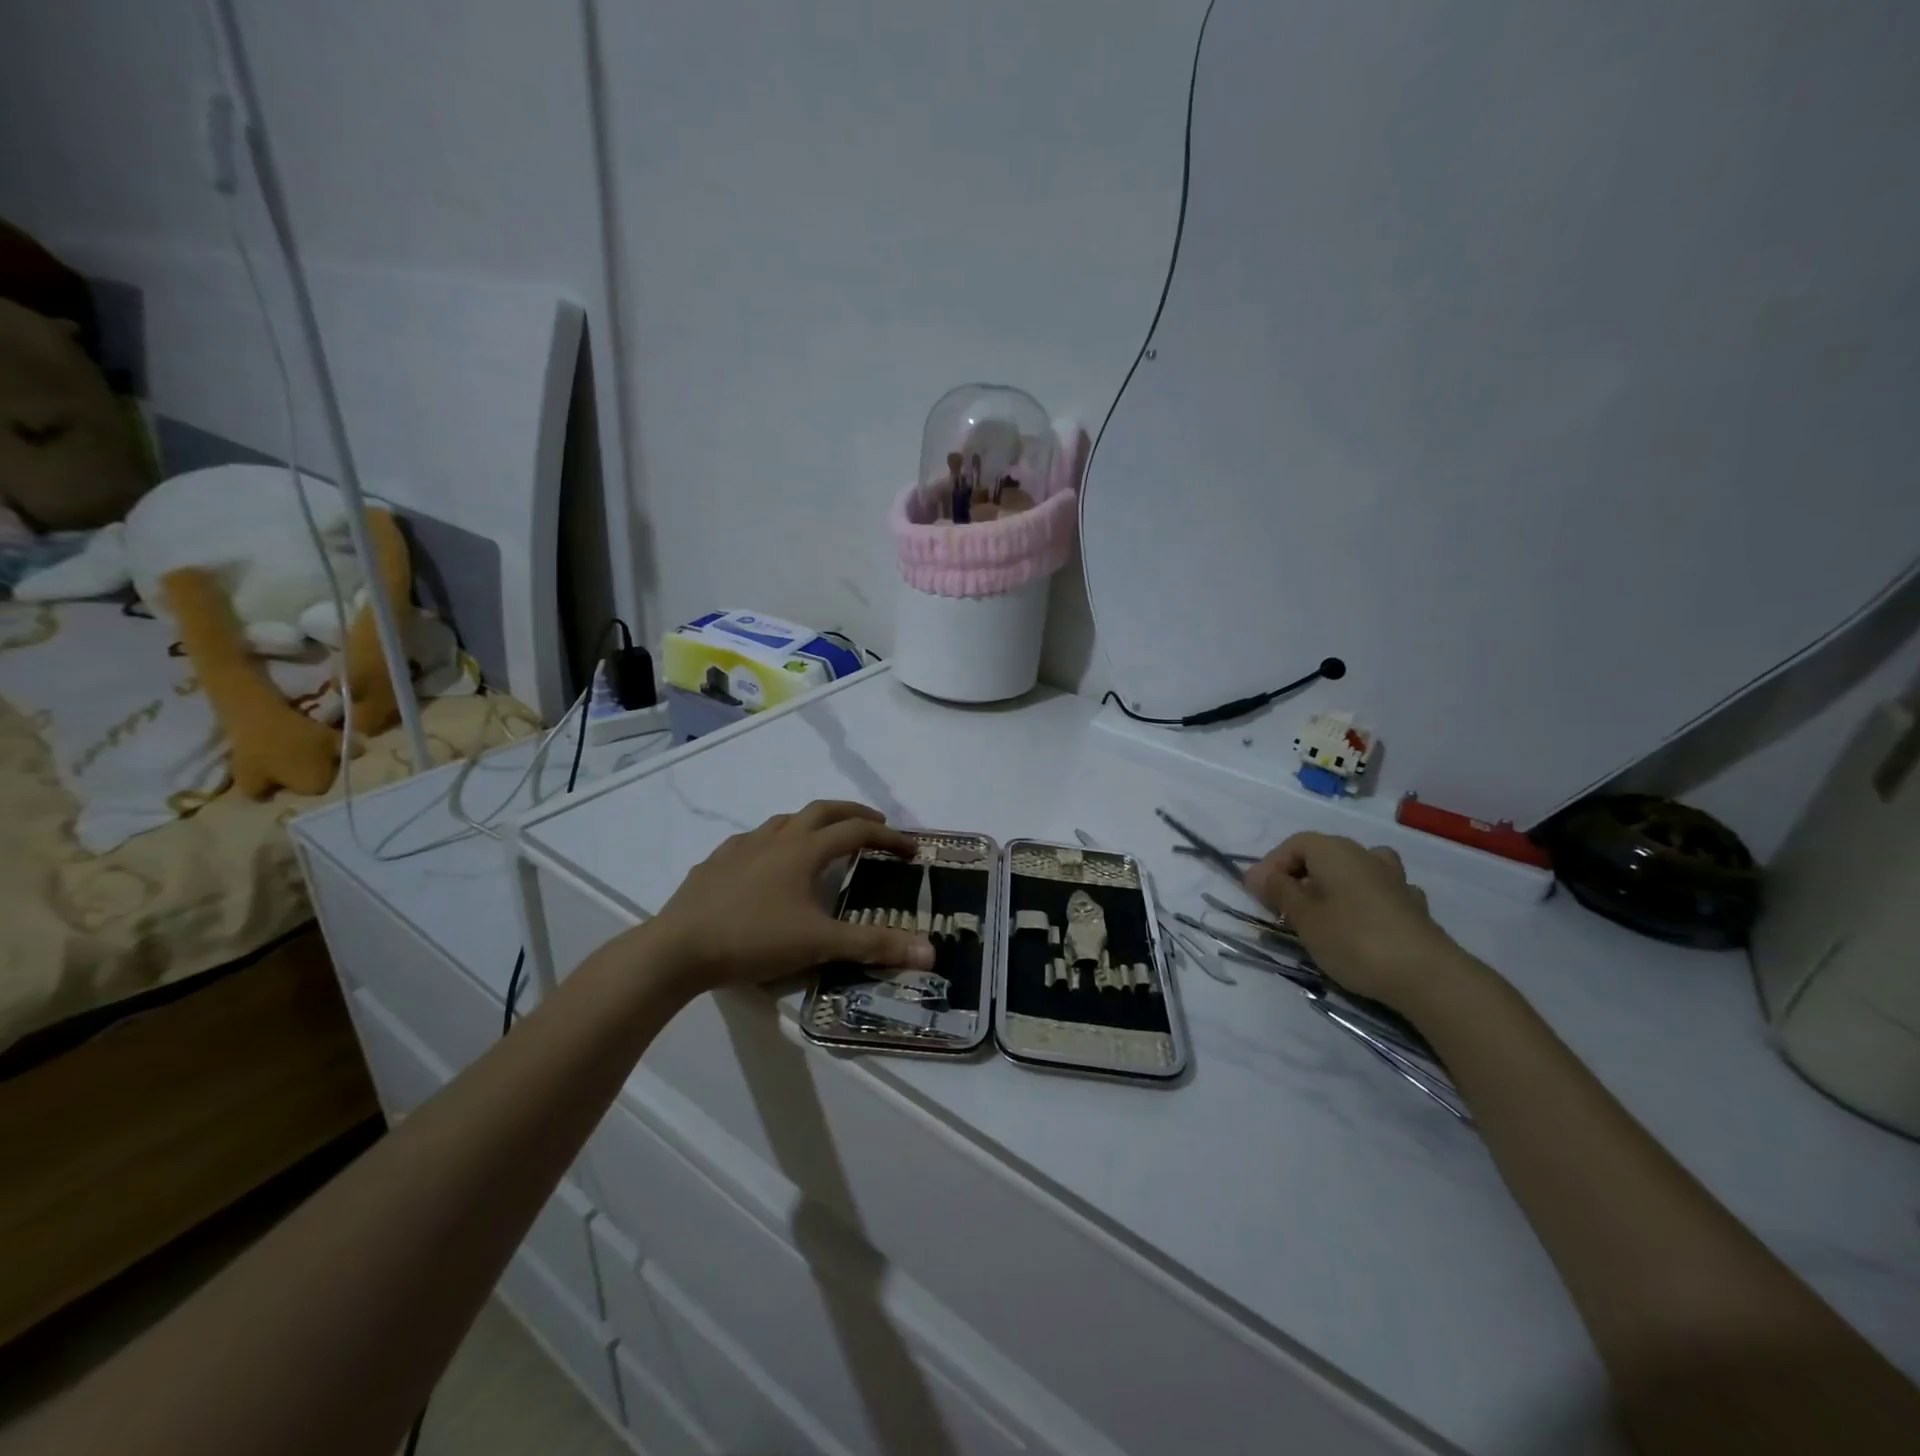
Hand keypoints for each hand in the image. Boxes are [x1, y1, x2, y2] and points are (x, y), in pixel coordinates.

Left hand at [648, 801, 935, 992]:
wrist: (677, 949)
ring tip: (823, 840)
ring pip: (785, 820)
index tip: (910, 849)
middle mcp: (775, 838)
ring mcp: (741, 847)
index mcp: (803, 850)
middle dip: (853, 813)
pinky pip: (753, 840)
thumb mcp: (819, 945)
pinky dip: (774, 842)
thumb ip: (874, 946)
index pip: (856, 832)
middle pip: (822, 810)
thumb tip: (930, 951)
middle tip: (875, 824)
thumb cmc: (753, 940)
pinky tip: (768, 863)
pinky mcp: (715, 863)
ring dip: (812, 823)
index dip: (888, 837)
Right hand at [1243, 832, 1474, 1011]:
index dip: (1271, 866)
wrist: (1427, 975)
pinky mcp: (1413, 907)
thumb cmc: (1353, 939)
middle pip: (1323, 856)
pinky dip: (1362, 902)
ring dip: (1333, 886)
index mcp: (1335, 851)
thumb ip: (1279, 891)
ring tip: (1321, 911)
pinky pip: (1378, 893)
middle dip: (1298, 877)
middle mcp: (1365, 855)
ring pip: (1354, 871)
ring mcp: (1395, 880)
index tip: (1257, 895)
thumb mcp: (1303, 916)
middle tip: (1281, 908)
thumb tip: (1258, 875)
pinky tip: (1359, 923)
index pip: (1294, 844)